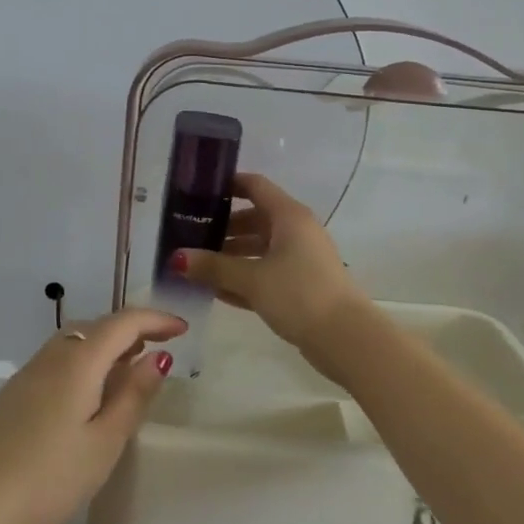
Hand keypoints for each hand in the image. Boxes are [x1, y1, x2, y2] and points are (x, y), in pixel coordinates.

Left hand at [0, 309, 185, 523]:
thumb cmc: (54, 479)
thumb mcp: (106, 441)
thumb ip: (134, 394)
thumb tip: (158, 356)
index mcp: (78, 362)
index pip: (124, 323)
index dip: (156, 319)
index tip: (182, 329)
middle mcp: (52, 356)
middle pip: (98, 326)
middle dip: (132, 328)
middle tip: (160, 346)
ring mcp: (29, 372)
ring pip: (75, 340)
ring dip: (106, 343)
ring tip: (129, 365)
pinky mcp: (15, 391)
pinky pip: (58, 358)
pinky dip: (84, 359)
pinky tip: (89, 389)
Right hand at [173, 173, 369, 361]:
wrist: (346, 338)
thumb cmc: (299, 294)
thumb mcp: (251, 278)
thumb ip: (213, 266)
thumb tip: (177, 258)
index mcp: (288, 216)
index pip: (255, 186)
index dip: (228, 185)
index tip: (196, 192)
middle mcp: (296, 231)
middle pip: (254, 219)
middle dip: (222, 227)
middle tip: (188, 236)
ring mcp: (300, 259)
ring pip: (259, 248)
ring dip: (230, 255)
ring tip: (195, 266)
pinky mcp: (301, 285)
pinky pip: (265, 272)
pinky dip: (244, 277)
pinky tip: (216, 291)